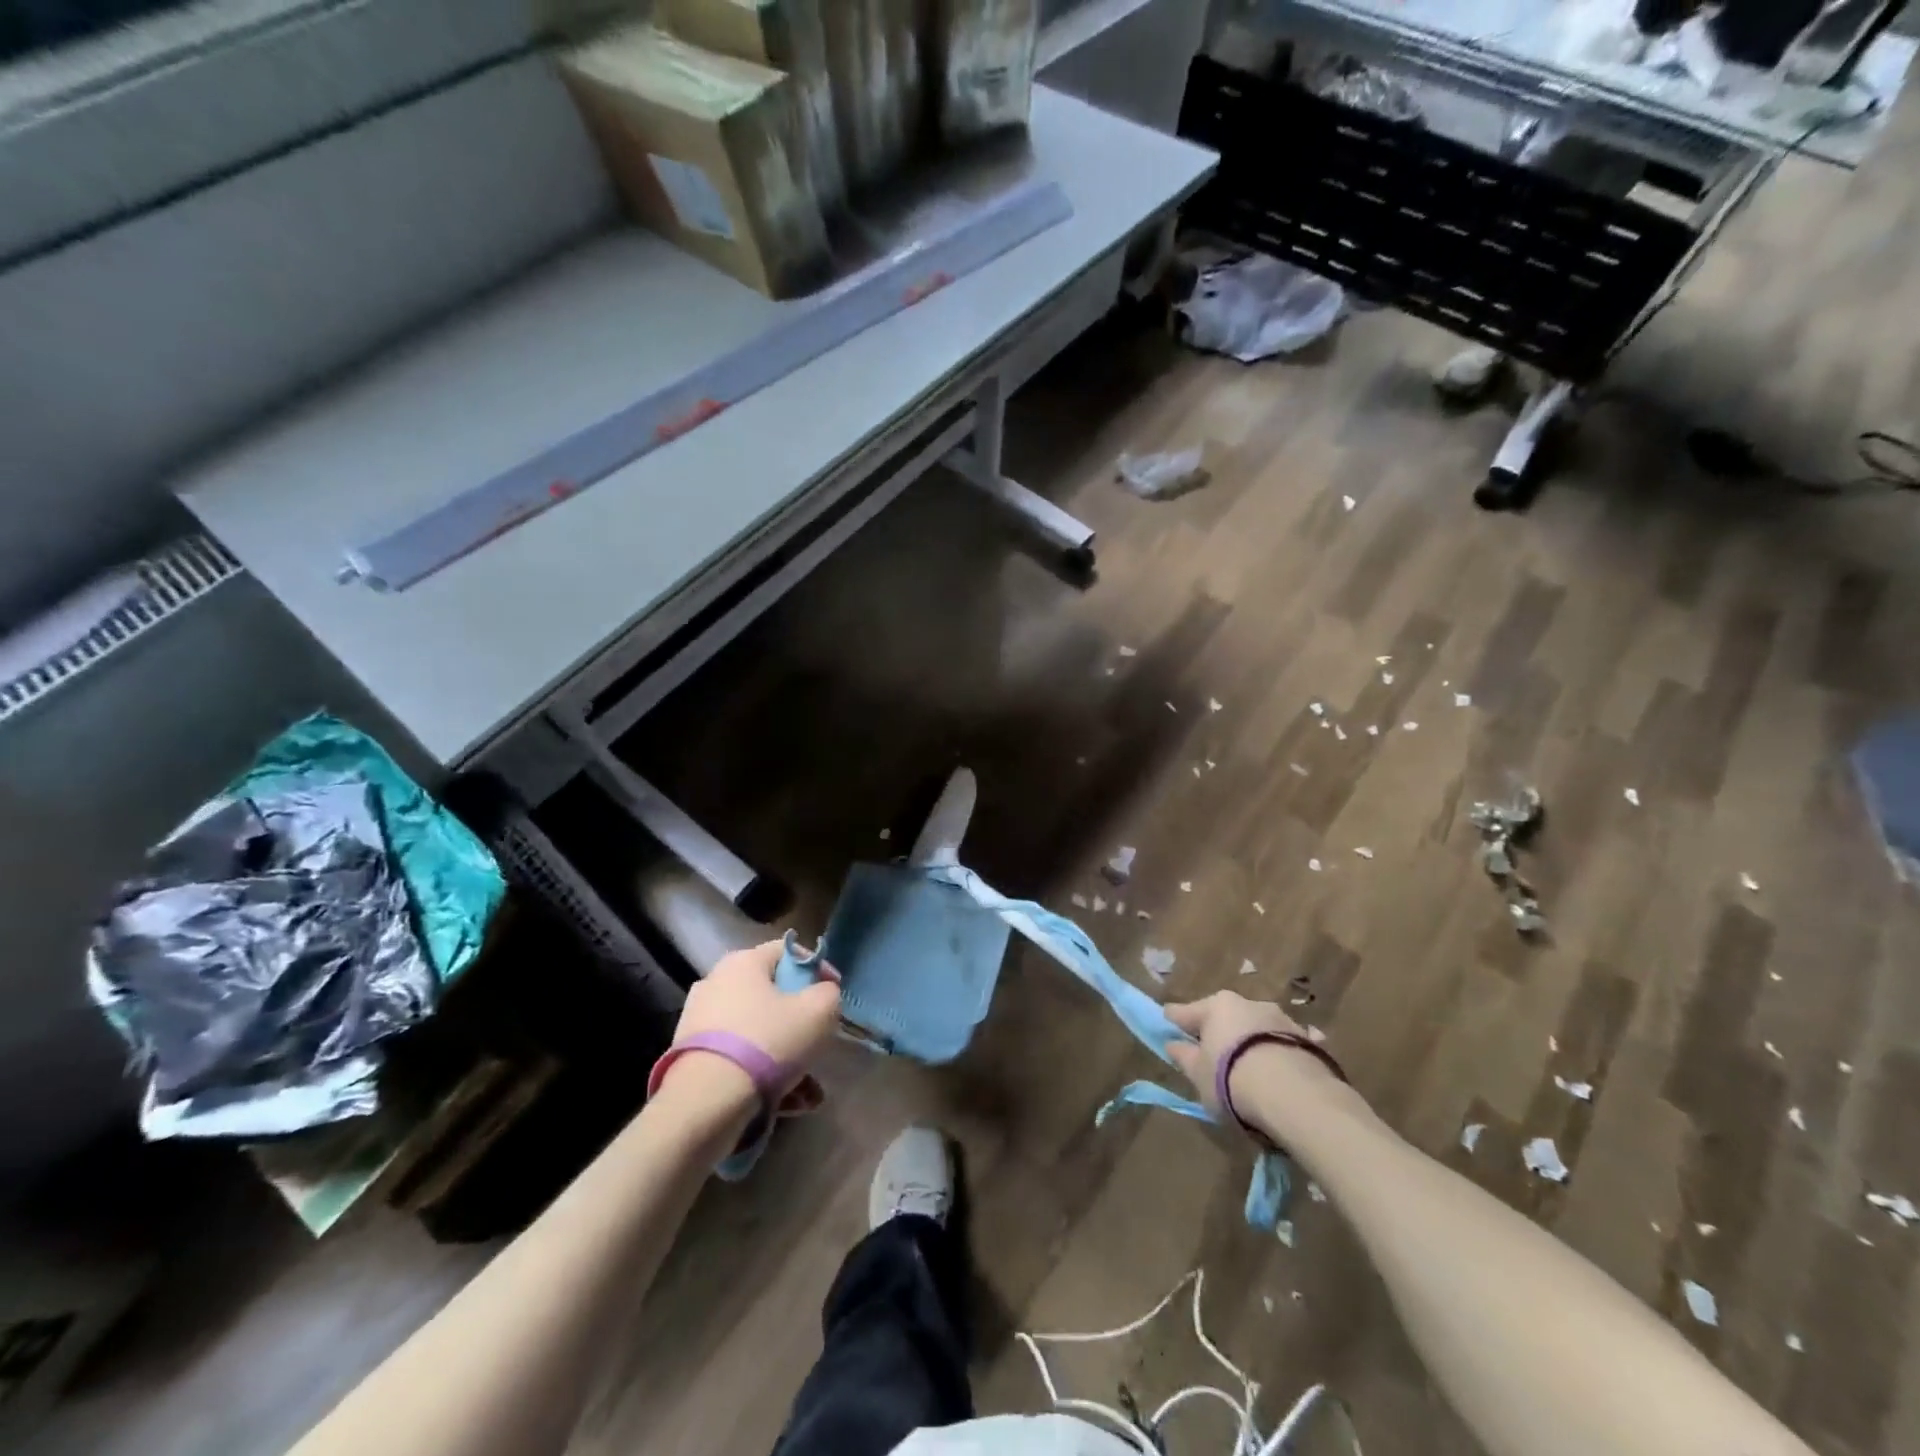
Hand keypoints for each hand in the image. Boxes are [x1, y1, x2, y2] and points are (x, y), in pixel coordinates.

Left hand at [671, 940, 842, 1092]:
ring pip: (756, 1029)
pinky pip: (737, 1054)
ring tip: (807, 1086)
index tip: (834, 992)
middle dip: (799, 1017)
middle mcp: (716, 981)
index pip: (789, 951)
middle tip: (819, 1037)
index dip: (817, 968)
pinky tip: (785, 1099)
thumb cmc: (768, 1042)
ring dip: (784, 1051)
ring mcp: (698, 1018)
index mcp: (743, 961)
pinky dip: (761, 1070)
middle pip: (771, 992)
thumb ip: (829, 993)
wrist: (705, 1102)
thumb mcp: (818, 1012)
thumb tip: (823, 992)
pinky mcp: (690, 1054)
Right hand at [1163, 991, 1333, 1125]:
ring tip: (1251, 1067)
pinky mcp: (1308, 1040)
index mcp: (1216, 1006)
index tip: (1167, 1027)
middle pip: (1225, 1017)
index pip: (1184, 1011)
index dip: (1174, 1022)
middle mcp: (1248, 1003)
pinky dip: (1280, 1052)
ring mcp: (1281, 1019)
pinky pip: (1286, 1044)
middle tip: (1213, 1055)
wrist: (1294, 1095)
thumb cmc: (1231, 1079)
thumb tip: (1173, 1044)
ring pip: (1257, 1028)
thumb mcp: (1197, 1074)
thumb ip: (1184, 1057)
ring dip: (1251, 1041)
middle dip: (1219, 1032)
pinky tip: (1282, 1070)